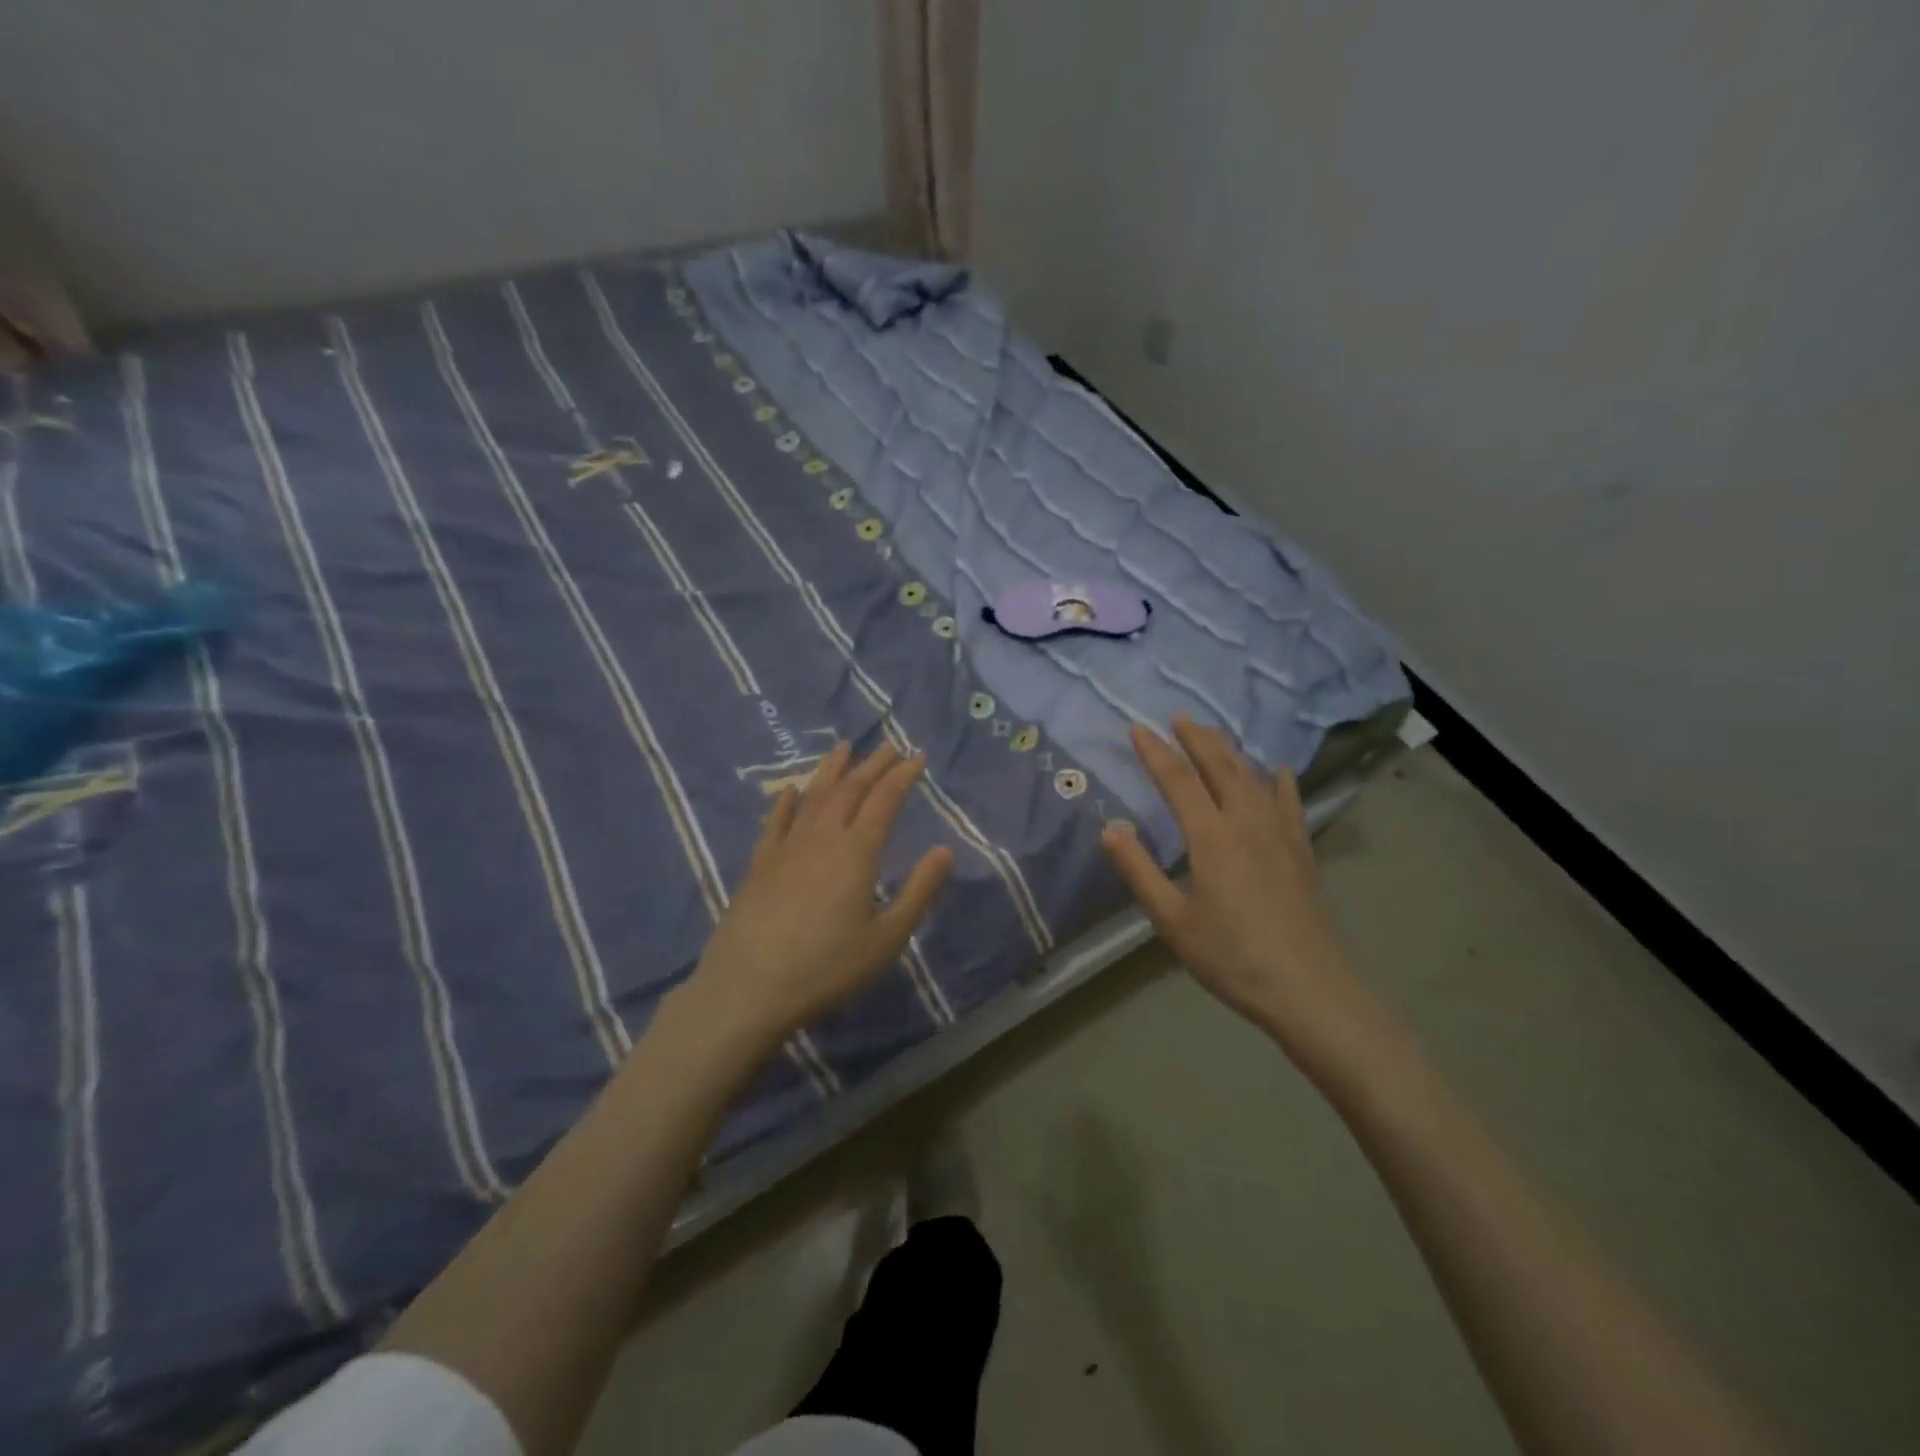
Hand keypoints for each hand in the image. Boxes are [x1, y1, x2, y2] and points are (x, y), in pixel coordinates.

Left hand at [680, 741, 953, 1056]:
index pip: (885, 800)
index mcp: (857, 852)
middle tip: (889, 746)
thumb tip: (946, 849)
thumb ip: (919, 891)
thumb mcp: (887, 938)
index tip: (917, 757)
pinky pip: (776, 822)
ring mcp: (786, 848)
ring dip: (831, 771)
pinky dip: (786, 801)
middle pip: (850, 790)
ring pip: (813, 797)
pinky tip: (790, 789)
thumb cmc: (827, 967)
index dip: (902, 775)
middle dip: (873, 765)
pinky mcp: (759, 864)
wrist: (749, 988)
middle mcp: (822, 837)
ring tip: (843, 748)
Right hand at [1101, 715, 1362, 1048]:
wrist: (1308, 988)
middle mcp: (1247, 822)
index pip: (1178, 780)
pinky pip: (1289, 802)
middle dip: (1196, 738)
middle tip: (1178, 717)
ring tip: (1214, 734)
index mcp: (1211, 836)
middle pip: (1220, 766)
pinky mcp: (1302, 850)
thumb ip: (1138, 870)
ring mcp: (1280, 833)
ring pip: (1253, 777)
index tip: (1137, 729)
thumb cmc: (1231, 956)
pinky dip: (1279, 780)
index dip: (1156, 752)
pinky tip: (1279, 771)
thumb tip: (1109, 829)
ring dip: (1230, 751)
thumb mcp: (1171, 919)